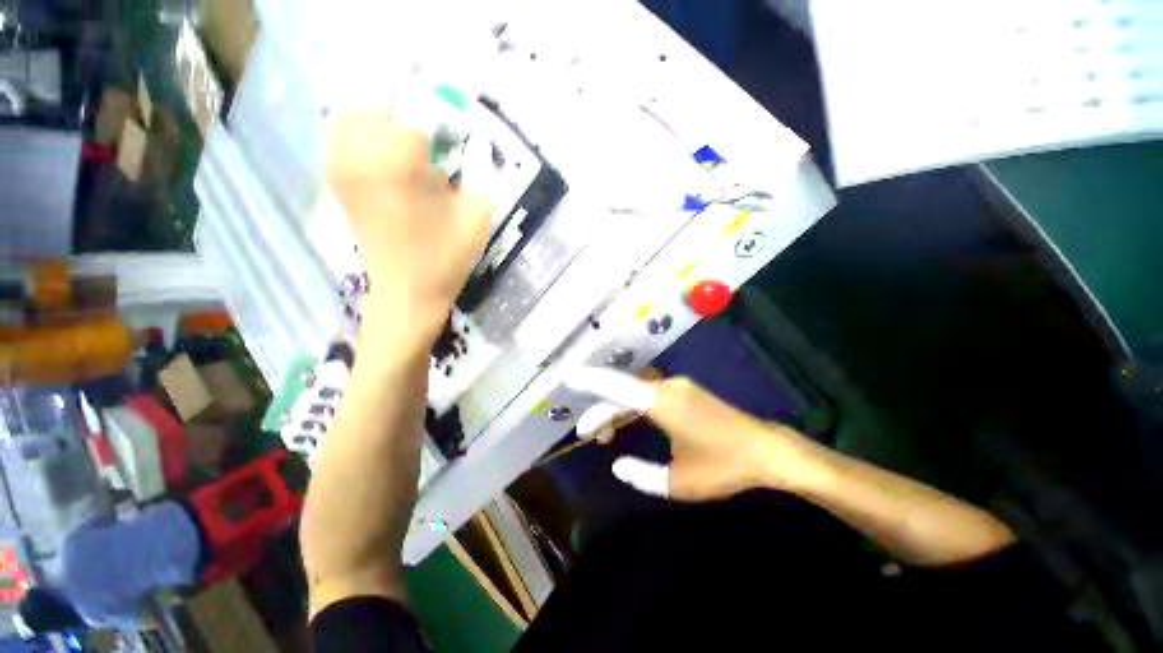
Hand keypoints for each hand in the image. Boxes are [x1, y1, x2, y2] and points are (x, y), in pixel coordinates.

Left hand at [327, 111, 490, 341]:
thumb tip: (470, 145)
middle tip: (427, 154)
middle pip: (376, 107)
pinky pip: (340, 140)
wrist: (408, 292)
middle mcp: (357, 154)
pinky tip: (386, 168)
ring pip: (352, 119)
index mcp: (396, 161)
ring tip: (406, 160)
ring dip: (381, 129)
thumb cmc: (447, 256)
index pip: (416, 113)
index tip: (449, 153)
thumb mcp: (477, 214)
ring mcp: (339, 167)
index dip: (439, 127)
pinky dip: (362, 141)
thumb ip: (478, 172)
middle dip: (405, 123)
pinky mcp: (335, 182)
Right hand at [568, 369, 822, 501]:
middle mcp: (666, 386)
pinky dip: (632, 406)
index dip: (590, 381)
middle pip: (622, 392)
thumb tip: (616, 465)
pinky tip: (628, 422)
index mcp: (661, 403)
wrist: (766, 450)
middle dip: (601, 410)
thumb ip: (642, 475)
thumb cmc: (723, 467)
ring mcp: (677, 386)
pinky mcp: (685, 390)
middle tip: (587, 434)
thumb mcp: (679, 482)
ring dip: (617, 409)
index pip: (616, 387)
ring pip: (634, 392)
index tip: (568, 378)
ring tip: (605, 434)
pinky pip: (648, 393)